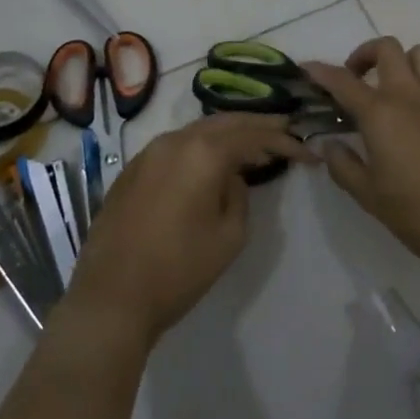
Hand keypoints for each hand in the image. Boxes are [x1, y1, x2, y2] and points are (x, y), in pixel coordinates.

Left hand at [64, 113, 316, 346]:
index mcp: (202, 152)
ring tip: (253, 146)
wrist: (112, 297)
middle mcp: (174, 140)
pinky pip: (176, 146)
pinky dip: (201, 147)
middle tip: (285, 130)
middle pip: (225, 122)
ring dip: (228, 135)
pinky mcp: (132, 169)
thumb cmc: (179, 269)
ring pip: (198, 130)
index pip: (253, 135)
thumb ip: (238, 195)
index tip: (307, 152)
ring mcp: (148, 152)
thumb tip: (230, 177)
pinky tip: (211, 163)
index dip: (283, 140)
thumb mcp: (229, 236)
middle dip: (257, 125)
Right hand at [304, 38, 419, 279]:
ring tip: (397, 86)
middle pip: (386, 48)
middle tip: (358, 79)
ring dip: (404, 62)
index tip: (308, 69)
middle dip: (365, 55)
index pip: (343, 81)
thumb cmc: (417, 214)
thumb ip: (343, 165)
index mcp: (380, 113)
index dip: (321, 72)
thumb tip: (331, 144)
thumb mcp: (368, 195)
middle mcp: (410, 94)